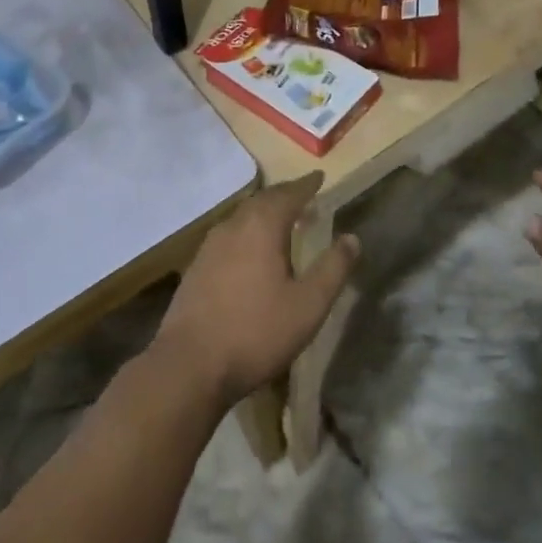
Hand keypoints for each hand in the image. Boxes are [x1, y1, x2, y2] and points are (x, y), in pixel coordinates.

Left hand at [153, 173, 359, 408]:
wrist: (189, 365)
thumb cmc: (256, 332)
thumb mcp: (308, 306)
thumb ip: (332, 269)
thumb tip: (352, 238)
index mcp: (262, 227)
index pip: (289, 194)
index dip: (306, 185)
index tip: (320, 177)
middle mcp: (234, 226)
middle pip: (263, 200)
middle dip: (285, 196)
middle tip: (304, 196)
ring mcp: (210, 246)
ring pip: (243, 217)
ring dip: (264, 213)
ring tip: (281, 221)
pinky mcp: (196, 267)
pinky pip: (229, 235)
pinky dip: (247, 232)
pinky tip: (250, 251)